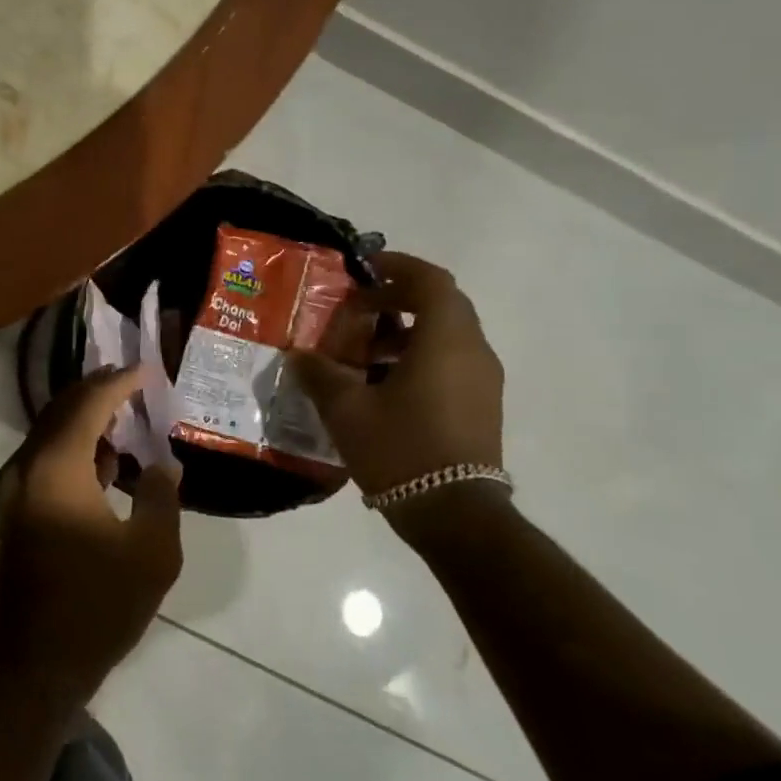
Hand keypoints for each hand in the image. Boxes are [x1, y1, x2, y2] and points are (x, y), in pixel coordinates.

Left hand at [0, 368, 183, 705]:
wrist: (39, 659)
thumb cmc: (99, 604)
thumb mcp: (152, 552)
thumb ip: (162, 497)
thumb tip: (163, 464)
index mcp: (57, 467)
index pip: (88, 405)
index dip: (118, 383)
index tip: (146, 370)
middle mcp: (27, 466)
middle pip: (62, 410)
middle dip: (97, 391)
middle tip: (132, 380)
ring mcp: (15, 487)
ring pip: (50, 431)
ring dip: (84, 417)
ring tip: (124, 413)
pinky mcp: (14, 507)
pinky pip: (44, 456)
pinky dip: (72, 444)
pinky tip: (105, 458)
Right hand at [291, 251, 504, 505]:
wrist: (455, 514)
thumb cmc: (401, 449)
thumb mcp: (346, 409)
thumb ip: (319, 374)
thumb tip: (298, 356)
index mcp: (446, 340)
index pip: (430, 281)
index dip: (397, 266)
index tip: (363, 269)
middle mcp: (473, 351)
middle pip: (440, 304)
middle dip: (397, 299)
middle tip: (356, 310)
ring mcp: (483, 380)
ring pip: (446, 335)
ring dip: (405, 331)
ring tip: (362, 353)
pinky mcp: (481, 405)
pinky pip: (451, 361)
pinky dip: (418, 357)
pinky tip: (382, 385)